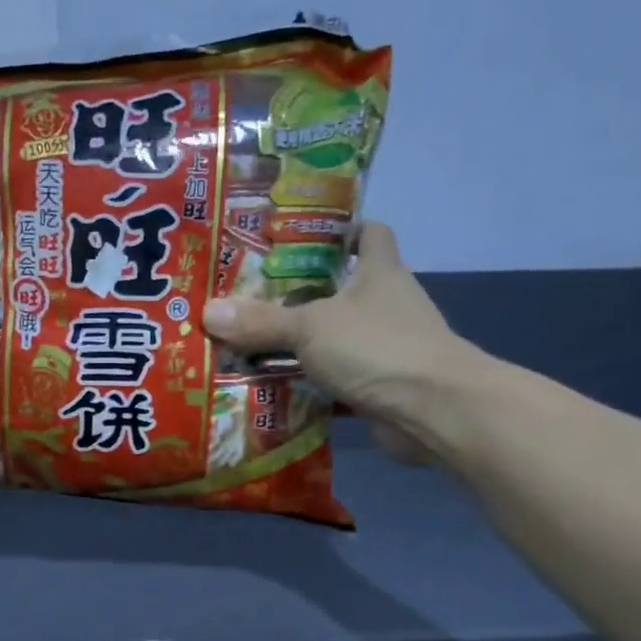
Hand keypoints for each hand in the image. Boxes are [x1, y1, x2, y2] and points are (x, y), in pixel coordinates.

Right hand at [202, 221, 478, 464]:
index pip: (370, 233)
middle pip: (345, 290)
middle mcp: (388, 304)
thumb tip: (208, 312)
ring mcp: (388, 348)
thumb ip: (262, 322)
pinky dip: (314, 387)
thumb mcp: (310, 328)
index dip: (343, 230)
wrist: (432, 410)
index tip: (303, 239)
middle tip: (254, 299)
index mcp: (380, 272)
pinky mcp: (383, 387)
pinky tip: (277, 392)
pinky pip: (340, 380)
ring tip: (254, 346)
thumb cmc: (377, 347)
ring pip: (339, 339)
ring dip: (306, 345)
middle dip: (305, 295)